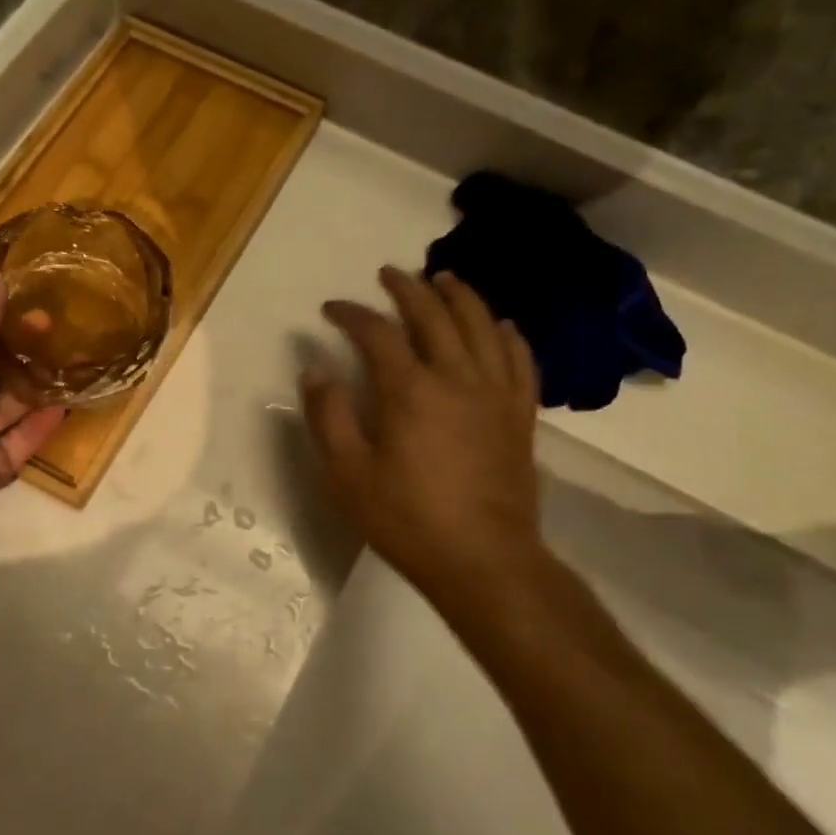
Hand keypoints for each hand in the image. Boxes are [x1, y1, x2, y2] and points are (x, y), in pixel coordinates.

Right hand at [301, 267, 549, 611]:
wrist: (483, 560)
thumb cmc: (406, 519)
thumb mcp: (347, 473)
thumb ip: (328, 416)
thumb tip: (315, 368)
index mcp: (409, 390)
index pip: (377, 332)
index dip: (351, 313)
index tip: (331, 309)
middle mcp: (456, 377)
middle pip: (433, 315)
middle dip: (407, 288)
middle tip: (388, 274)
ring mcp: (495, 393)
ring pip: (481, 325)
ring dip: (460, 296)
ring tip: (443, 278)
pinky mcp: (520, 414)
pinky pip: (519, 360)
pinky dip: (508, 335)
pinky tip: (501, 325)